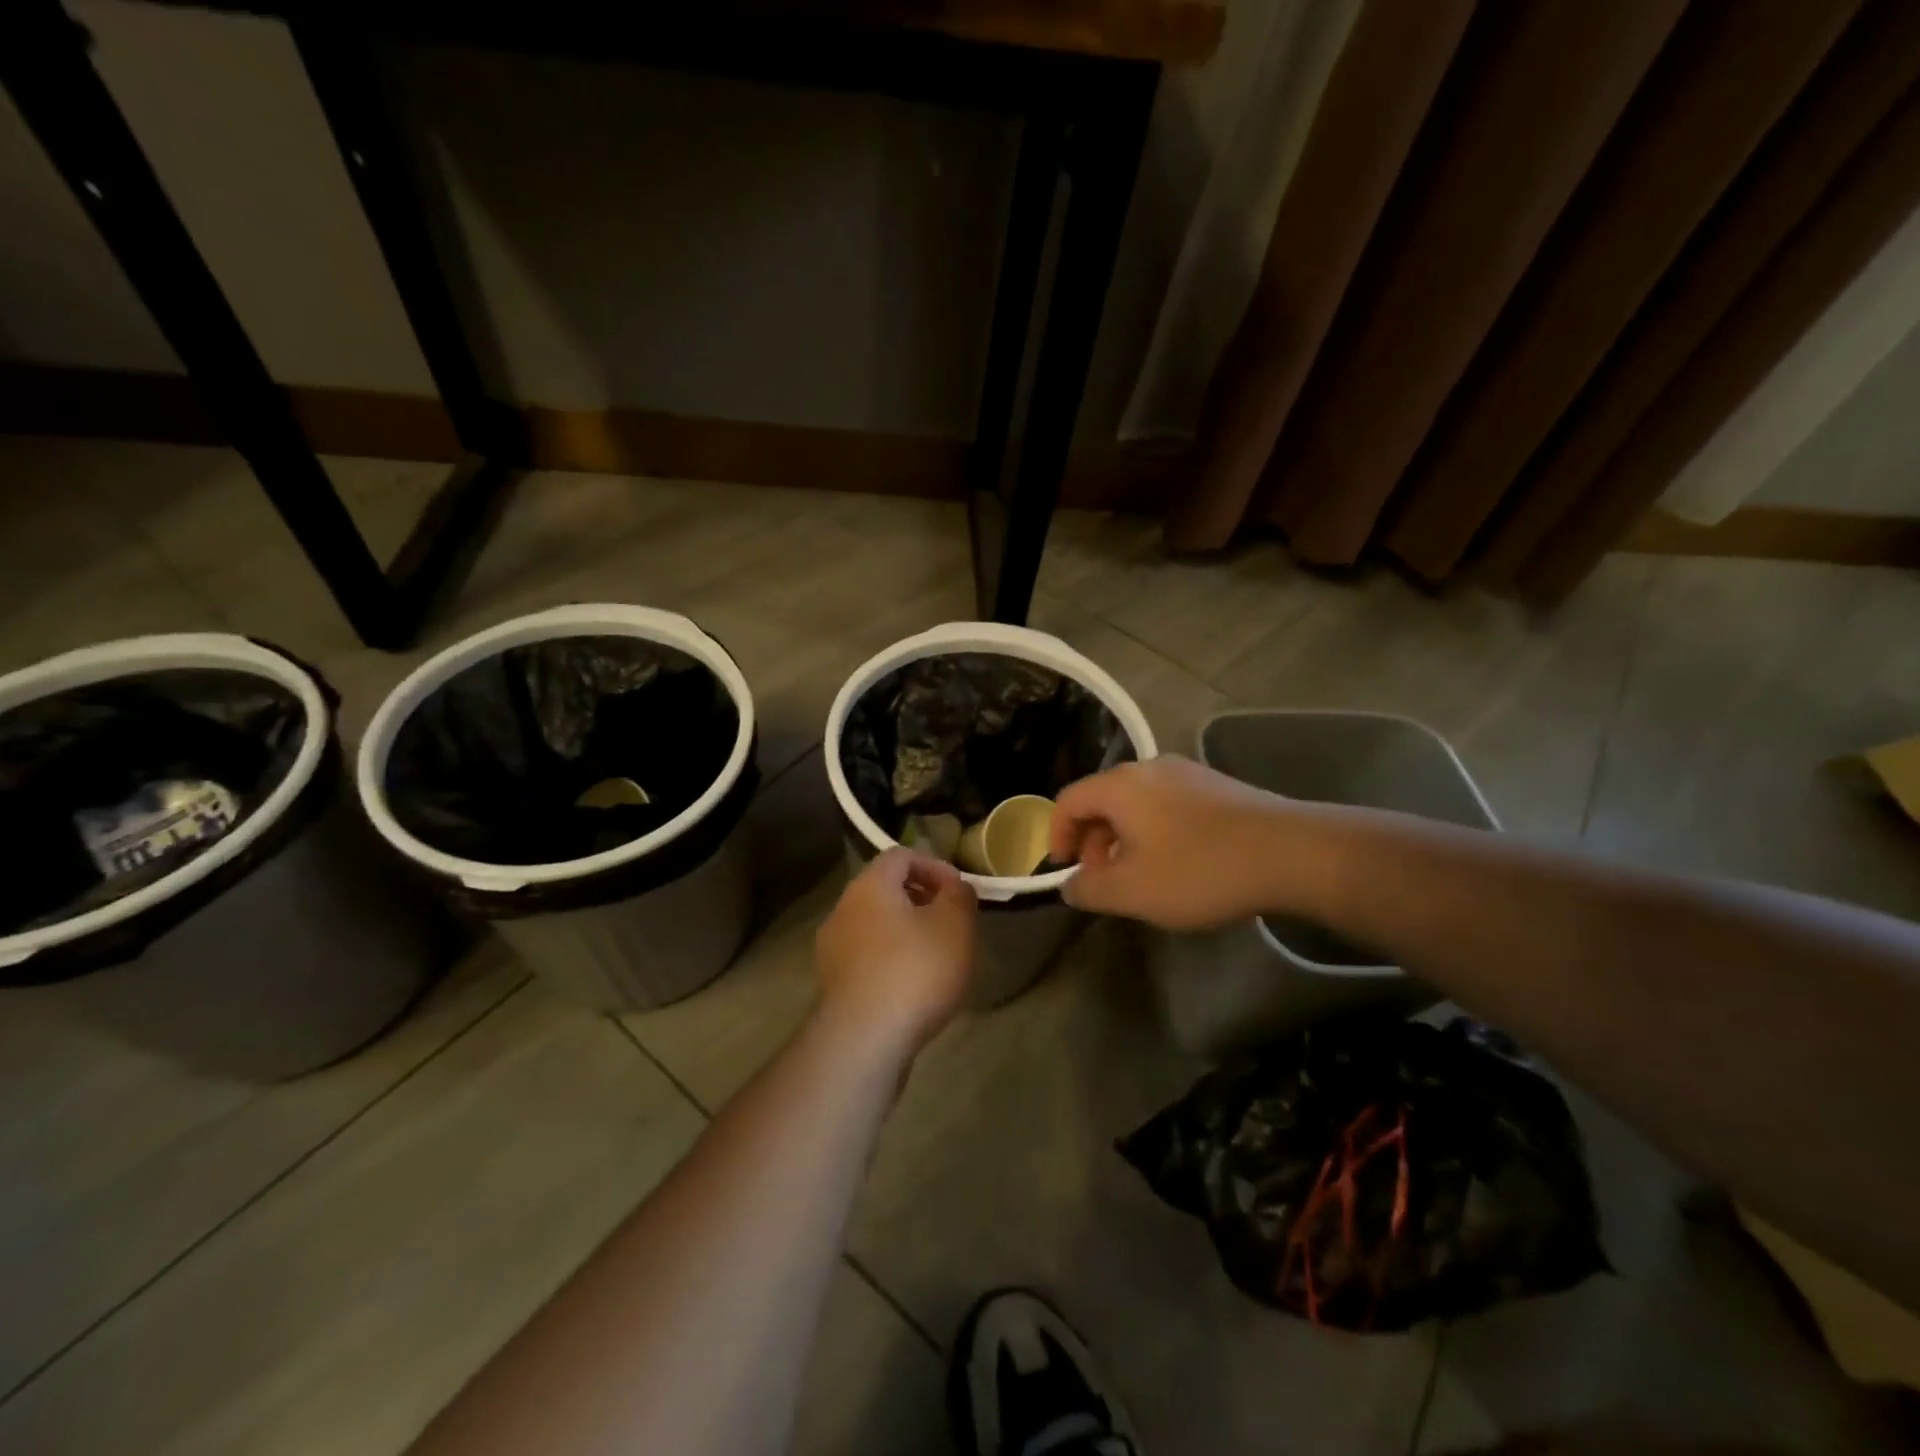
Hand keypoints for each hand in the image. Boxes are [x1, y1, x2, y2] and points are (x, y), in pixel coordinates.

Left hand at [815, 848, 977, 1056]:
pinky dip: (891, 959)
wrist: (864, 1040)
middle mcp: (843, 908)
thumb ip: (960, 896)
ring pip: (876, 924)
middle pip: (885, 889)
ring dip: (906, 931)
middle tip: (952, 922)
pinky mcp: (833, 983)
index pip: (902, 855)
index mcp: (870, 885)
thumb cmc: (915, 970)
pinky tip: (913, 985)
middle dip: (922, 899)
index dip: (935, 866)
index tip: (959, 891)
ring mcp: (832, 947)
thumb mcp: (956, 926)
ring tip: (936, 956)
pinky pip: (867, 956)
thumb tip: (955, 887)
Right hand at [1050, 757, 1291, 929]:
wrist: (1291, 853)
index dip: (1056, 835)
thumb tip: (1070, 884)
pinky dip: (1156, 831)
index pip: (1069, 800)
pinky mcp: (1218, 786)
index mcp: (1121, 785)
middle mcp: (1150, 768)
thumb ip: (1089, 889)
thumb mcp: (1132, 891)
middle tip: (1102, 879)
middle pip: (1103, 799)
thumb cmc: (1199, 869)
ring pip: (1137, 803)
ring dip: (1125, 838)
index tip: (1064, 868)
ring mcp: (1188, 773)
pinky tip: (1179, 863)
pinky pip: (1168, 805)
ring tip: (1140, 875)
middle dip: (1093, 840)